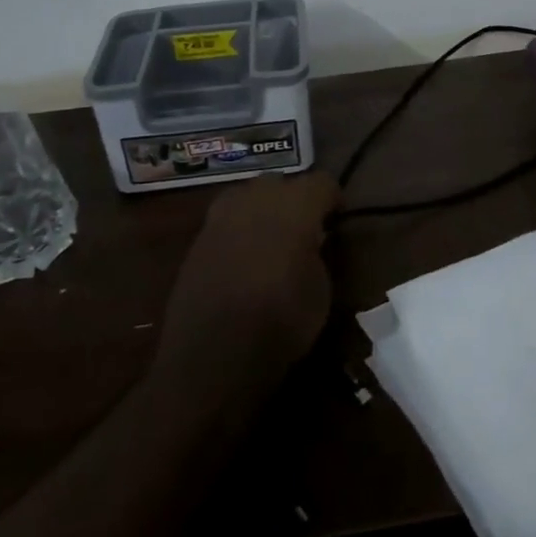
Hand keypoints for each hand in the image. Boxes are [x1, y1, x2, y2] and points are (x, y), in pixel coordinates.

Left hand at [152, 170, 339, 406]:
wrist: (211, 354)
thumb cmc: (280, 321)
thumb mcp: (320, 291)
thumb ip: (317, 253)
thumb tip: (310, 242)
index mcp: (296, 204)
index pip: (322, 182)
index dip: (333, 200)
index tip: (336, 222)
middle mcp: (258, 196)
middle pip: (283, 184)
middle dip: (295, 201)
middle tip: (303, 232)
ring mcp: (223, 213)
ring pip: (251, 197)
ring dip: (264, 212)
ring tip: (270, 244)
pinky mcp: (199, 236)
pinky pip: (228, 221)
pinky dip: (239, 232)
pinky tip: (243, 260)